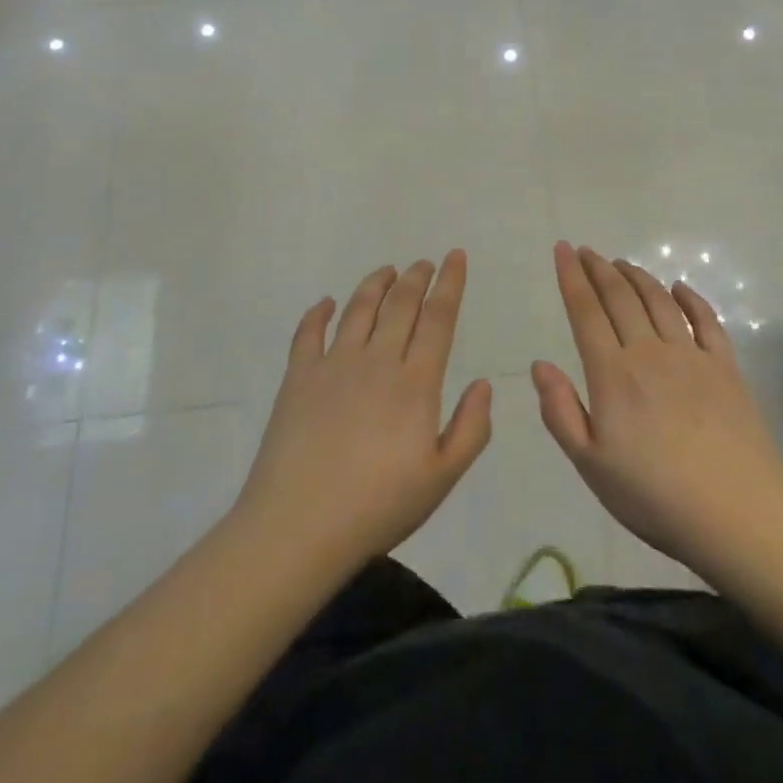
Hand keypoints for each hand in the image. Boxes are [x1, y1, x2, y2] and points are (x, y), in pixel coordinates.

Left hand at [233, 252, 492, 573]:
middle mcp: (377, 360)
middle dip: (416, 277)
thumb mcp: (441, 478)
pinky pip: (309, 332)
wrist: (299, 525)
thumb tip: (484, 384)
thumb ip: (471, 429)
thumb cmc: (378, 506)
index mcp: (415, 383)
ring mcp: (334, 364)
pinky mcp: (298, 376)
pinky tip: (327, 303)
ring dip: (376, 283)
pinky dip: (319, 312)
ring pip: (359, 308)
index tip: (455, 257)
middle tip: (424, 263)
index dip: (449, 284)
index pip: (437, 319)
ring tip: (387, 270)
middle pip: (400, 304)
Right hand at [533, 242, 782, 576]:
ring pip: (658, 301)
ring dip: (637, 276)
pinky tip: (679, 288)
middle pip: (620, 297)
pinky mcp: (725, 368)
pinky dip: (690, 298)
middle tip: (586, 250)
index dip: (571, 277)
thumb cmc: (654, 496)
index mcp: (612, 374)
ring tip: (621, 263)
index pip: (586, 311)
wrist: (737, 514)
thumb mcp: (591, 465)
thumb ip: (561, 412)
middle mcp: (649, 352)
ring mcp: (691, 356)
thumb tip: (539, 364)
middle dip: (599, 268)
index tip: (562, 249)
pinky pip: (705, 320)